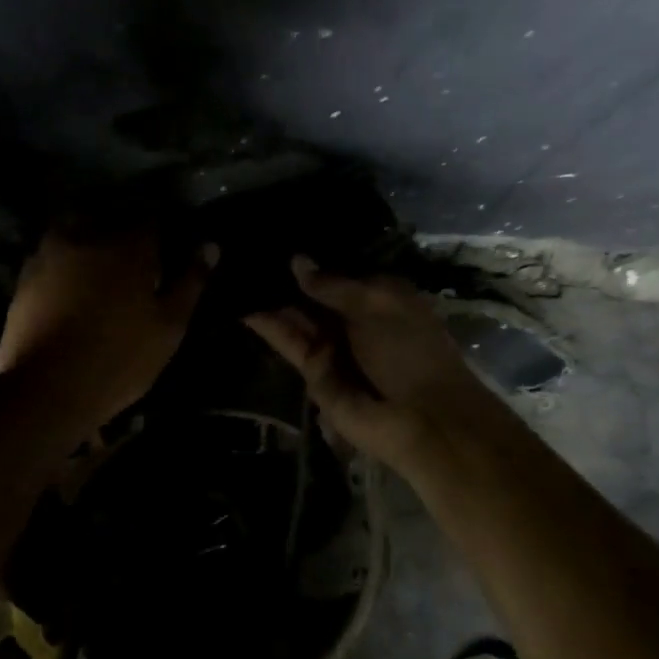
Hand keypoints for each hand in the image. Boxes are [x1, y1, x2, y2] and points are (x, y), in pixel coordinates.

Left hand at [0, 228, 216, 429]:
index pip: (152, 219)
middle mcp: (86, 236)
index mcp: (128, 244)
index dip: (161, 233)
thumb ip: (190, 281)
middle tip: (133, 264)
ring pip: (77, 234)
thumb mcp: (169, 325)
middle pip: (111, 220)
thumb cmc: (120, 357)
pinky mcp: (25, 275)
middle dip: (123, 234)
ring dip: (90, 245)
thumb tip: (210, 244)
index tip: (165, 251)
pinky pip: (52, 257)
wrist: (46, 388)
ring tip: (100, 274)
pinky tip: (70, 289)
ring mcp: (49, 253)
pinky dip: (64, 265)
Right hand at [244, 256, 492, 473]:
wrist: (422, 421)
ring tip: (235, 275)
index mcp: (378, 297)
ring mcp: (331, 346)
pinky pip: (288, 344)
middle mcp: (352, 319)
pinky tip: (243, 306)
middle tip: (246, 254)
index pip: (337, 271)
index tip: (276, 238)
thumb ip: (332, 285)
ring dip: (270, 299)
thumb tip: (296, 260)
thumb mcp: (376, 305)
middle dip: (284, 278)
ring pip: (295, 317)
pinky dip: (268, 327)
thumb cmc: (411, 351)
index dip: (311, 258)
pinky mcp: (312, 373)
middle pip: (312, 294)